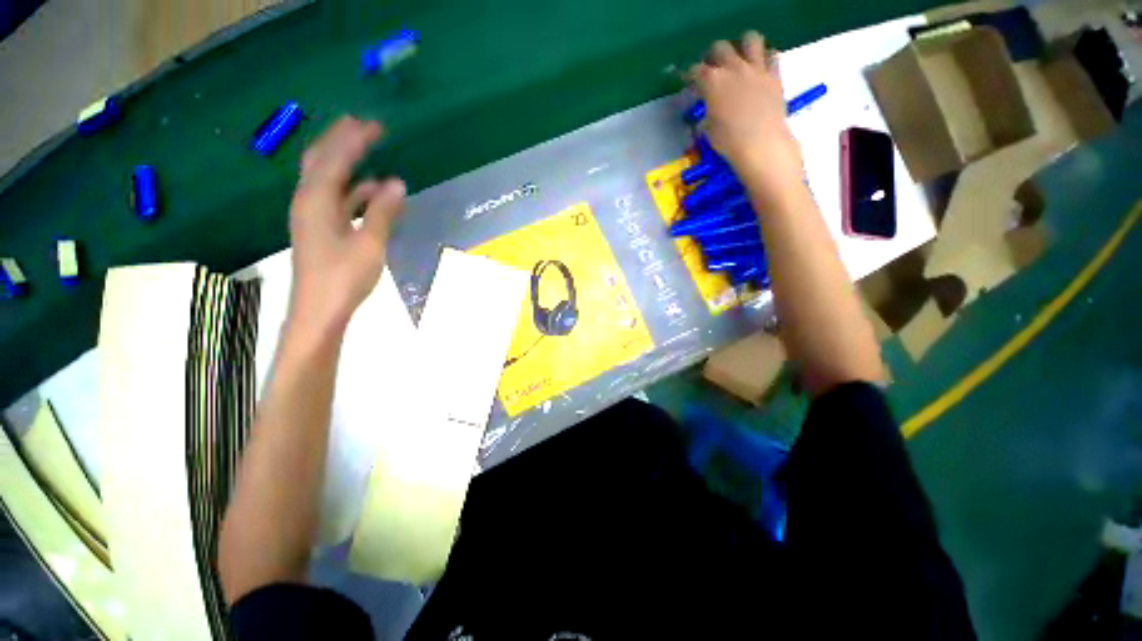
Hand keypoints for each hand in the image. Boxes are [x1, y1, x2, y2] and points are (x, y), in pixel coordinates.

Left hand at [287, 117, 405, 338]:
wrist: (319, 310)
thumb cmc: (344, 277)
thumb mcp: (369, 243)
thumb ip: (382, 212)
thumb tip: (397, 183)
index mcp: (316, 200)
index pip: (336, 159)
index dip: (355, 140)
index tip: (374, 124)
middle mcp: (308, 201)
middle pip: (321, 161)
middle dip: (341, 141)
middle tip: (362, 126)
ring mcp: (311, 215)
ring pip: (325, 178)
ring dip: (344, 162)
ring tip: (364, 150)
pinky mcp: (318, 228)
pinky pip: (333, 197)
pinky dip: (349, 188)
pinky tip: (367, 189)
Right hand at [691, 32, 803, 196]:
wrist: (761, 143)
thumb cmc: (728, 142)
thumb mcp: (709, 131)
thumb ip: (706, 115)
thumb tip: (705, 115)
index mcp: (712, 82)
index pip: (695, 71)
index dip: (690, 76)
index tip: (689, 83)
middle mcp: (733, 68)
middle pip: (719, 48)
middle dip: (712, 56)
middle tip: (712, 69)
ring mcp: (755, 68)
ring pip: (749, 39)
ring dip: (742, 46)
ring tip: (739, 60)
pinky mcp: (774, 74)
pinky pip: (771, 54)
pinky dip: (764, 58)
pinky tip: (760, 70)